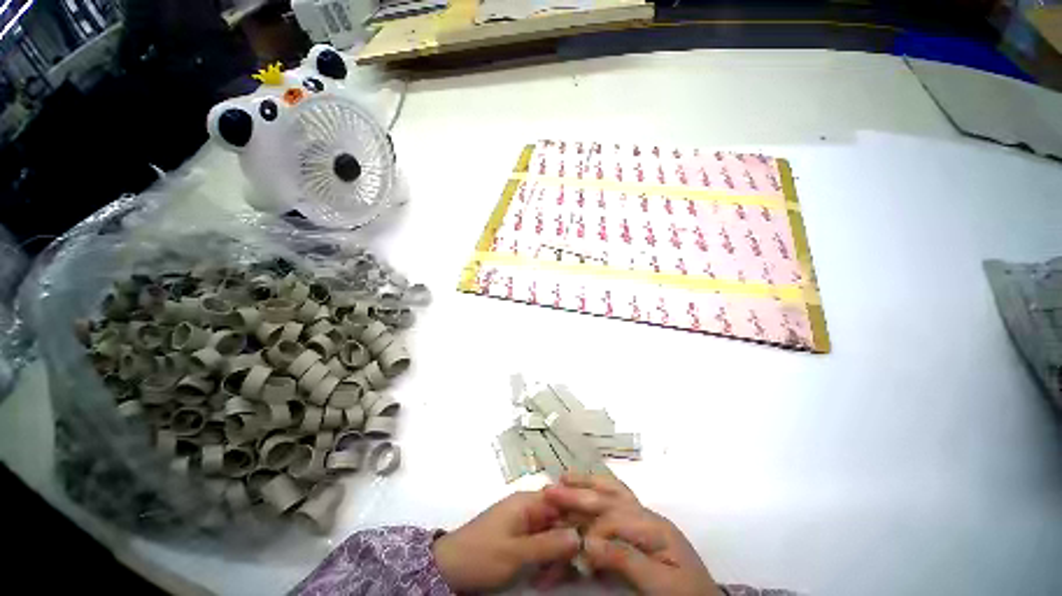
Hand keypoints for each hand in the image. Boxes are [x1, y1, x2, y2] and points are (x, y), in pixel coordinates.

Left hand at [433, 491, 581, 592]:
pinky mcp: (520, 537)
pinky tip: (543, 578)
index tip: (593, 541)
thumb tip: (580, 536)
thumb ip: (548, 544)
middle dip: (567, 545)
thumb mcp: (516, 553)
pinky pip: (541, 545)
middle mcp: (529, 507)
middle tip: (571, 571)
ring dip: (556, 557)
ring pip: (552, 535)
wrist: (449, 567)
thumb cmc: (482, 554)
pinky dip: (545, 560)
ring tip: (550, 580)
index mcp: (528, 501)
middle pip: (559, 519)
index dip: (579, 518)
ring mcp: (524, 522)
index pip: (562, 501)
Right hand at [544, 473, 721, 595]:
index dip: (589, 528)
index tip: (567, 542)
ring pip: (613, 493)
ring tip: (565, 477)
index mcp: (653, 526)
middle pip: (609, 496)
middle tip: (552, 488)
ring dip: (588, 484)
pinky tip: (588, 487)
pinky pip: (617, 503)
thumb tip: (589, 542)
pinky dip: (599, 491)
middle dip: (580, 492)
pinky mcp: (641, 530)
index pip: (614, 518)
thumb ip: (626, 560)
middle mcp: (646, 516)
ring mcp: (644, 520)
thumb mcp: (660, 584)